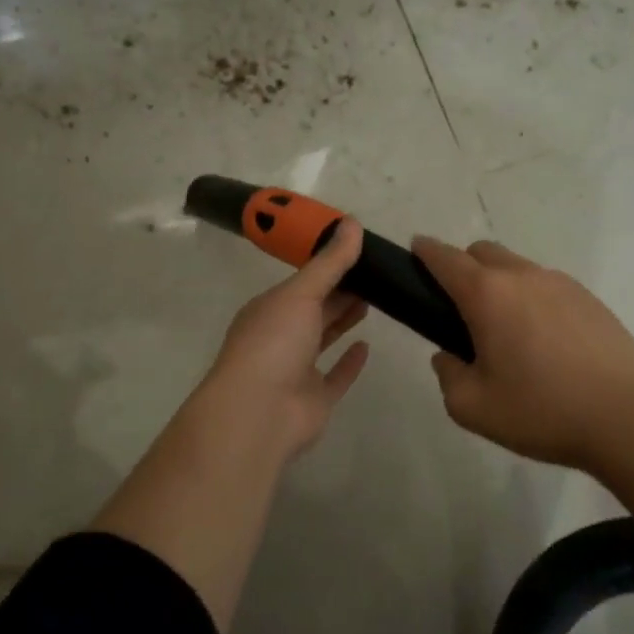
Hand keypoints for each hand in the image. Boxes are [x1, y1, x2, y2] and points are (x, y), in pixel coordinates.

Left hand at [199, 217, 371, 461]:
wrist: (258, 413)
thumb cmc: (273, 343)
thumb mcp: (301, 293)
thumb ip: (330, 262)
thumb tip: (352, 221)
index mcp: (270, 309)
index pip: (302, 282)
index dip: (328, 266)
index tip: (358, 251)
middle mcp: (280, 336)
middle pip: (315, 309)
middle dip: (340, 291)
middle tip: (375, 273)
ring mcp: (296, 370)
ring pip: (323, 339)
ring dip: (343, 320)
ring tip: (373, 300)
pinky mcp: (314, 399)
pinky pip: (335, 376)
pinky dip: (349, 362)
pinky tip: (367, 346)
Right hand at [411, 236, 633, 469]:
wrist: (627, 419)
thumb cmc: (541, 411)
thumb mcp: (472, 407)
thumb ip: (448, 376)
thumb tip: (448, 356)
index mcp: (487, 295)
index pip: (446, 258)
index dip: (425, 251)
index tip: (415, 251)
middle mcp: (523, 277)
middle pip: (483, 252)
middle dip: (464, 266)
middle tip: (461, 308)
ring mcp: (562, 284)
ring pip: (519, 268)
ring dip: (501, 284)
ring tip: (508, 331)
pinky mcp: (591, 300)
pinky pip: (549, 287)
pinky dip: (534, 300)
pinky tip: (545, 341)